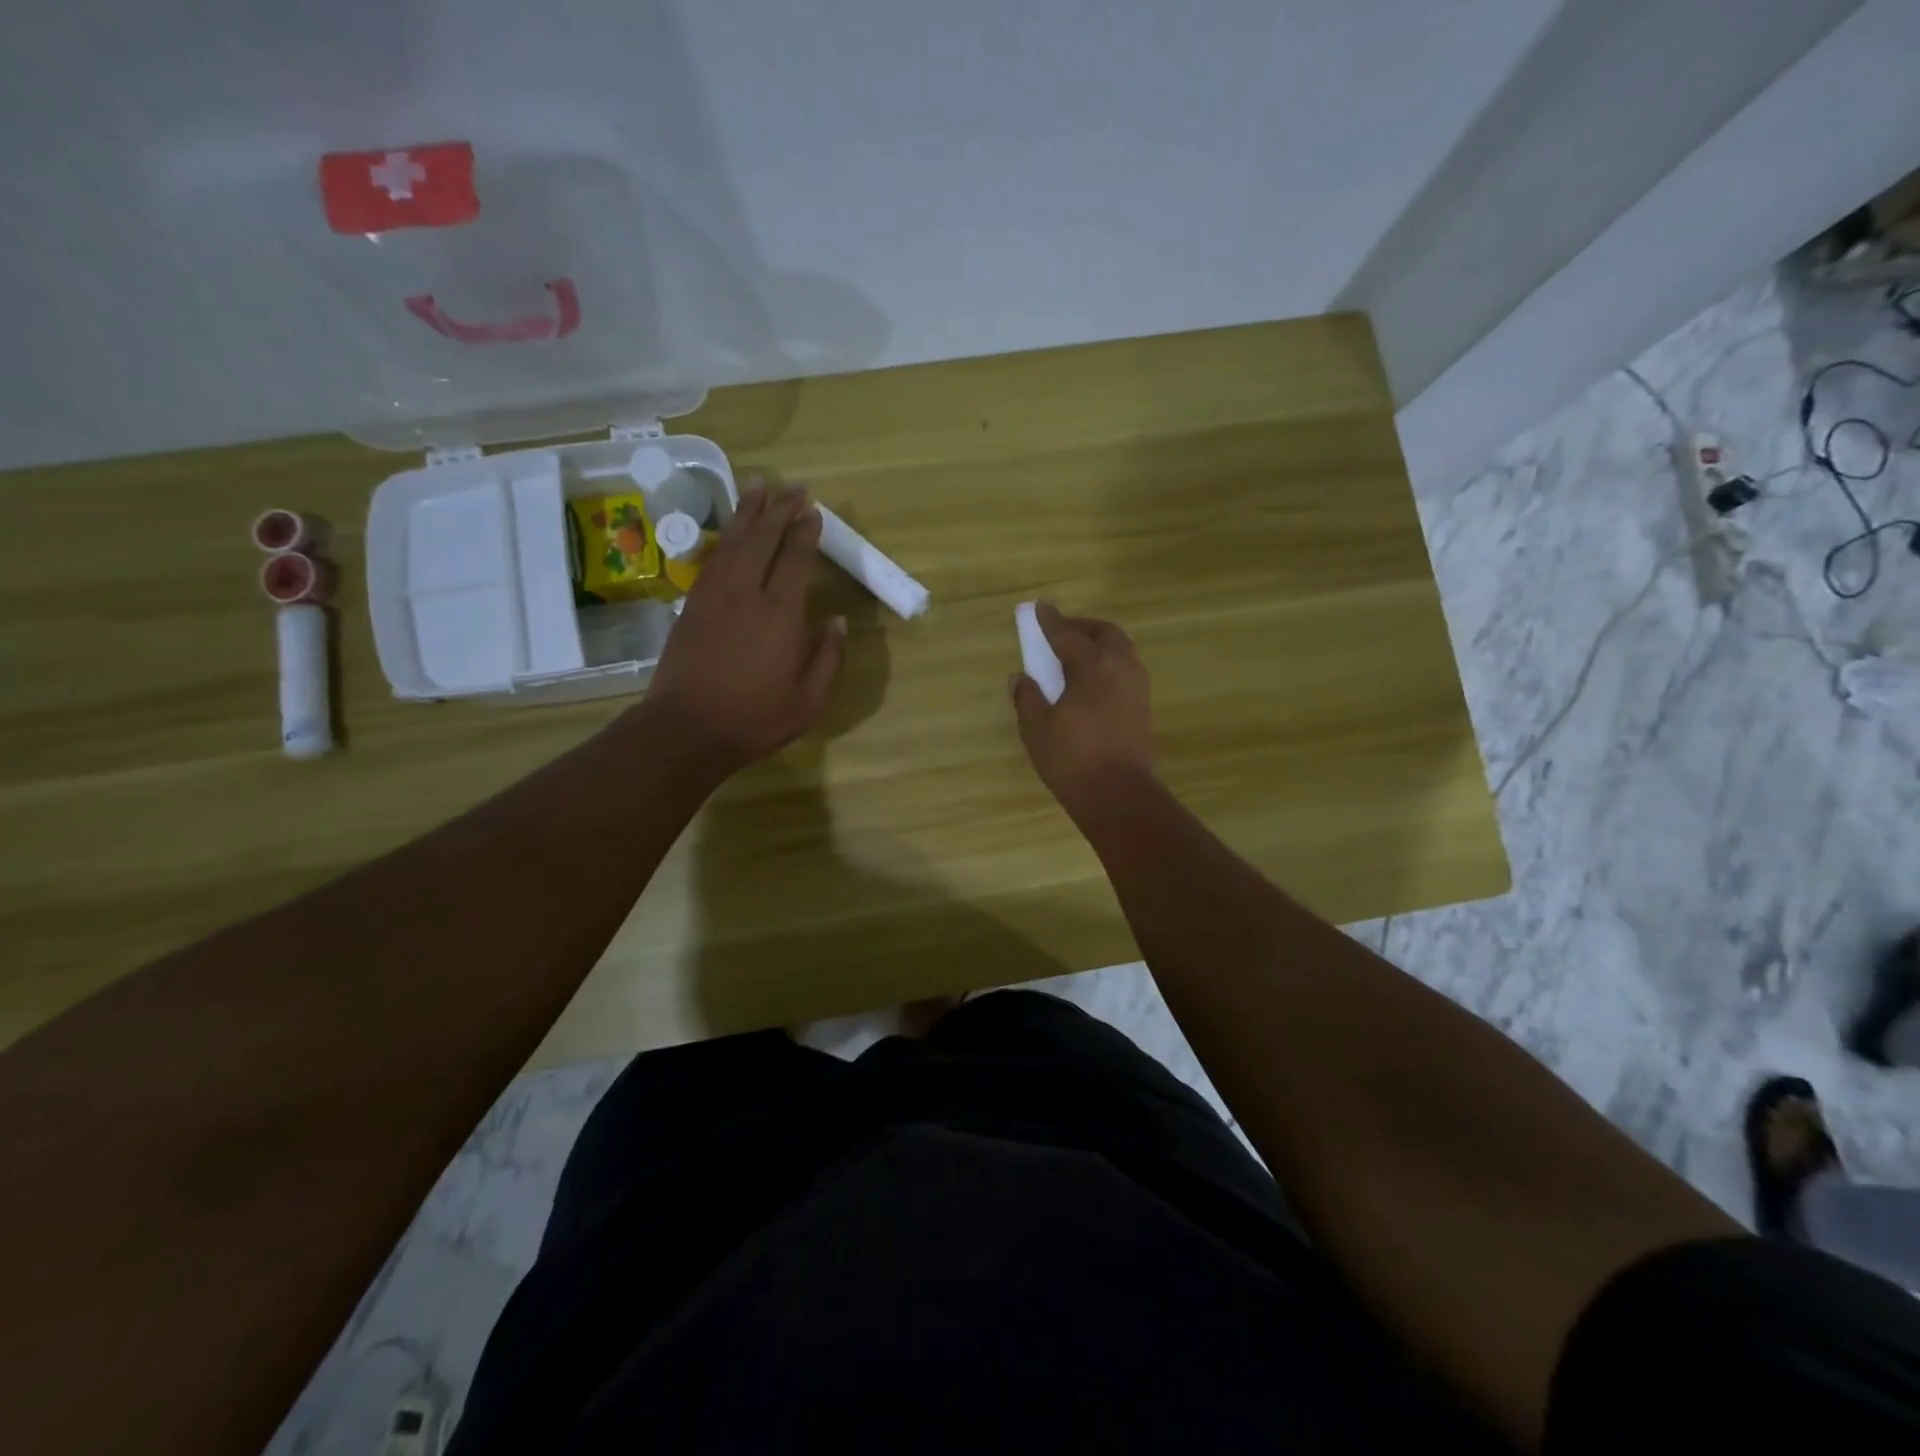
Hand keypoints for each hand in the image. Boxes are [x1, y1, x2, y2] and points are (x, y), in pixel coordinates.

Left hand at [645, 479, 845, 772]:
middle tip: (792, 486)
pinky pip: (711, 559)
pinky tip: (730, 530)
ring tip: (759, 486)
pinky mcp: (691, 605)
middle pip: (763, 539)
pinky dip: (723, 538)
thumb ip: (828, 658)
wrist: (686, 729)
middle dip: (779, 509)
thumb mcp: (809, 700)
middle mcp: (746, 593)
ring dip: (748, 512)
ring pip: (733, 542)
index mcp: (780, 614)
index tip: (814, 511)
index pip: (795, 559)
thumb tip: (836, 621)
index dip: (806, 532)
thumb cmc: (755, 718)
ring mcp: (714, 596)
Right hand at [1010, 602, 1154, 814]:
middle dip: (1082, 628)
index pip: (1068, 635)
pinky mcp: (1143, 708)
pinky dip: (1108, 665)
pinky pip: (1125, 671)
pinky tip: (1092, 683)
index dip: (1051, 622)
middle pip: (1105, 634)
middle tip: (1060, 634)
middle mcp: (1120, 669)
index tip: (1040, 608)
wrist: (1119, 795)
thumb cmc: (1073, 759)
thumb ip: (1027, 697)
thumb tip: (1021, 677)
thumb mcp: (1037, 729)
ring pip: (1121, 651)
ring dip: (1099, 646)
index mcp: (1092, 667)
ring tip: (1076, 658)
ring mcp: (1137, 688)